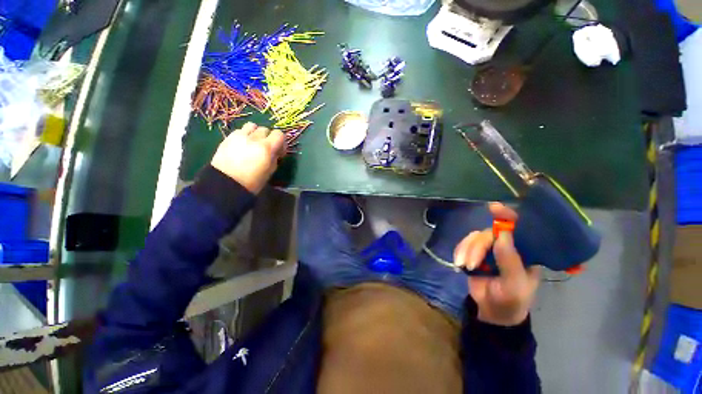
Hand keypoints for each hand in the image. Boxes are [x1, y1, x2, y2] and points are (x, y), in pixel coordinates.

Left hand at [210, 122, 285, 193]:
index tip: (279, 151)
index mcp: (266, 148)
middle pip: (265, 129)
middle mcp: (254, 138)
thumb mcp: (270, 171)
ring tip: (253, 143)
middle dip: (268, 138)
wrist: (226, 184)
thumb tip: (275, 152)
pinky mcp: (228, 137)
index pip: (279, 134)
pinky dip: (244, 135)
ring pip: (252, 126)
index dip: (280, 141)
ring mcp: (239, 136)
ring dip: (255, 133)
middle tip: (266, 148)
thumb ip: (275, 158)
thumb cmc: (252, 182)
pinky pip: (240, 130)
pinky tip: (242, 145)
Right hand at [454, 203, 539, 325]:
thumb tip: (502, 234)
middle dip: (477, 247)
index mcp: (524, 252)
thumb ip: (509, 260)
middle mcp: (506, 246)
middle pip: (489, 233)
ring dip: (466, 250)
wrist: (493, 312)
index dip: (507, 216)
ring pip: (474, 238)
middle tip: (471, 263)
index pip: (519, 228)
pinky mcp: (474, 254)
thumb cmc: (511, 300)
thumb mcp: (514, 284)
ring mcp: (489, 250)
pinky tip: (458, 263)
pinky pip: (463, 244)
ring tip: (464, 266)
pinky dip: (459, 251)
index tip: (493, 207)